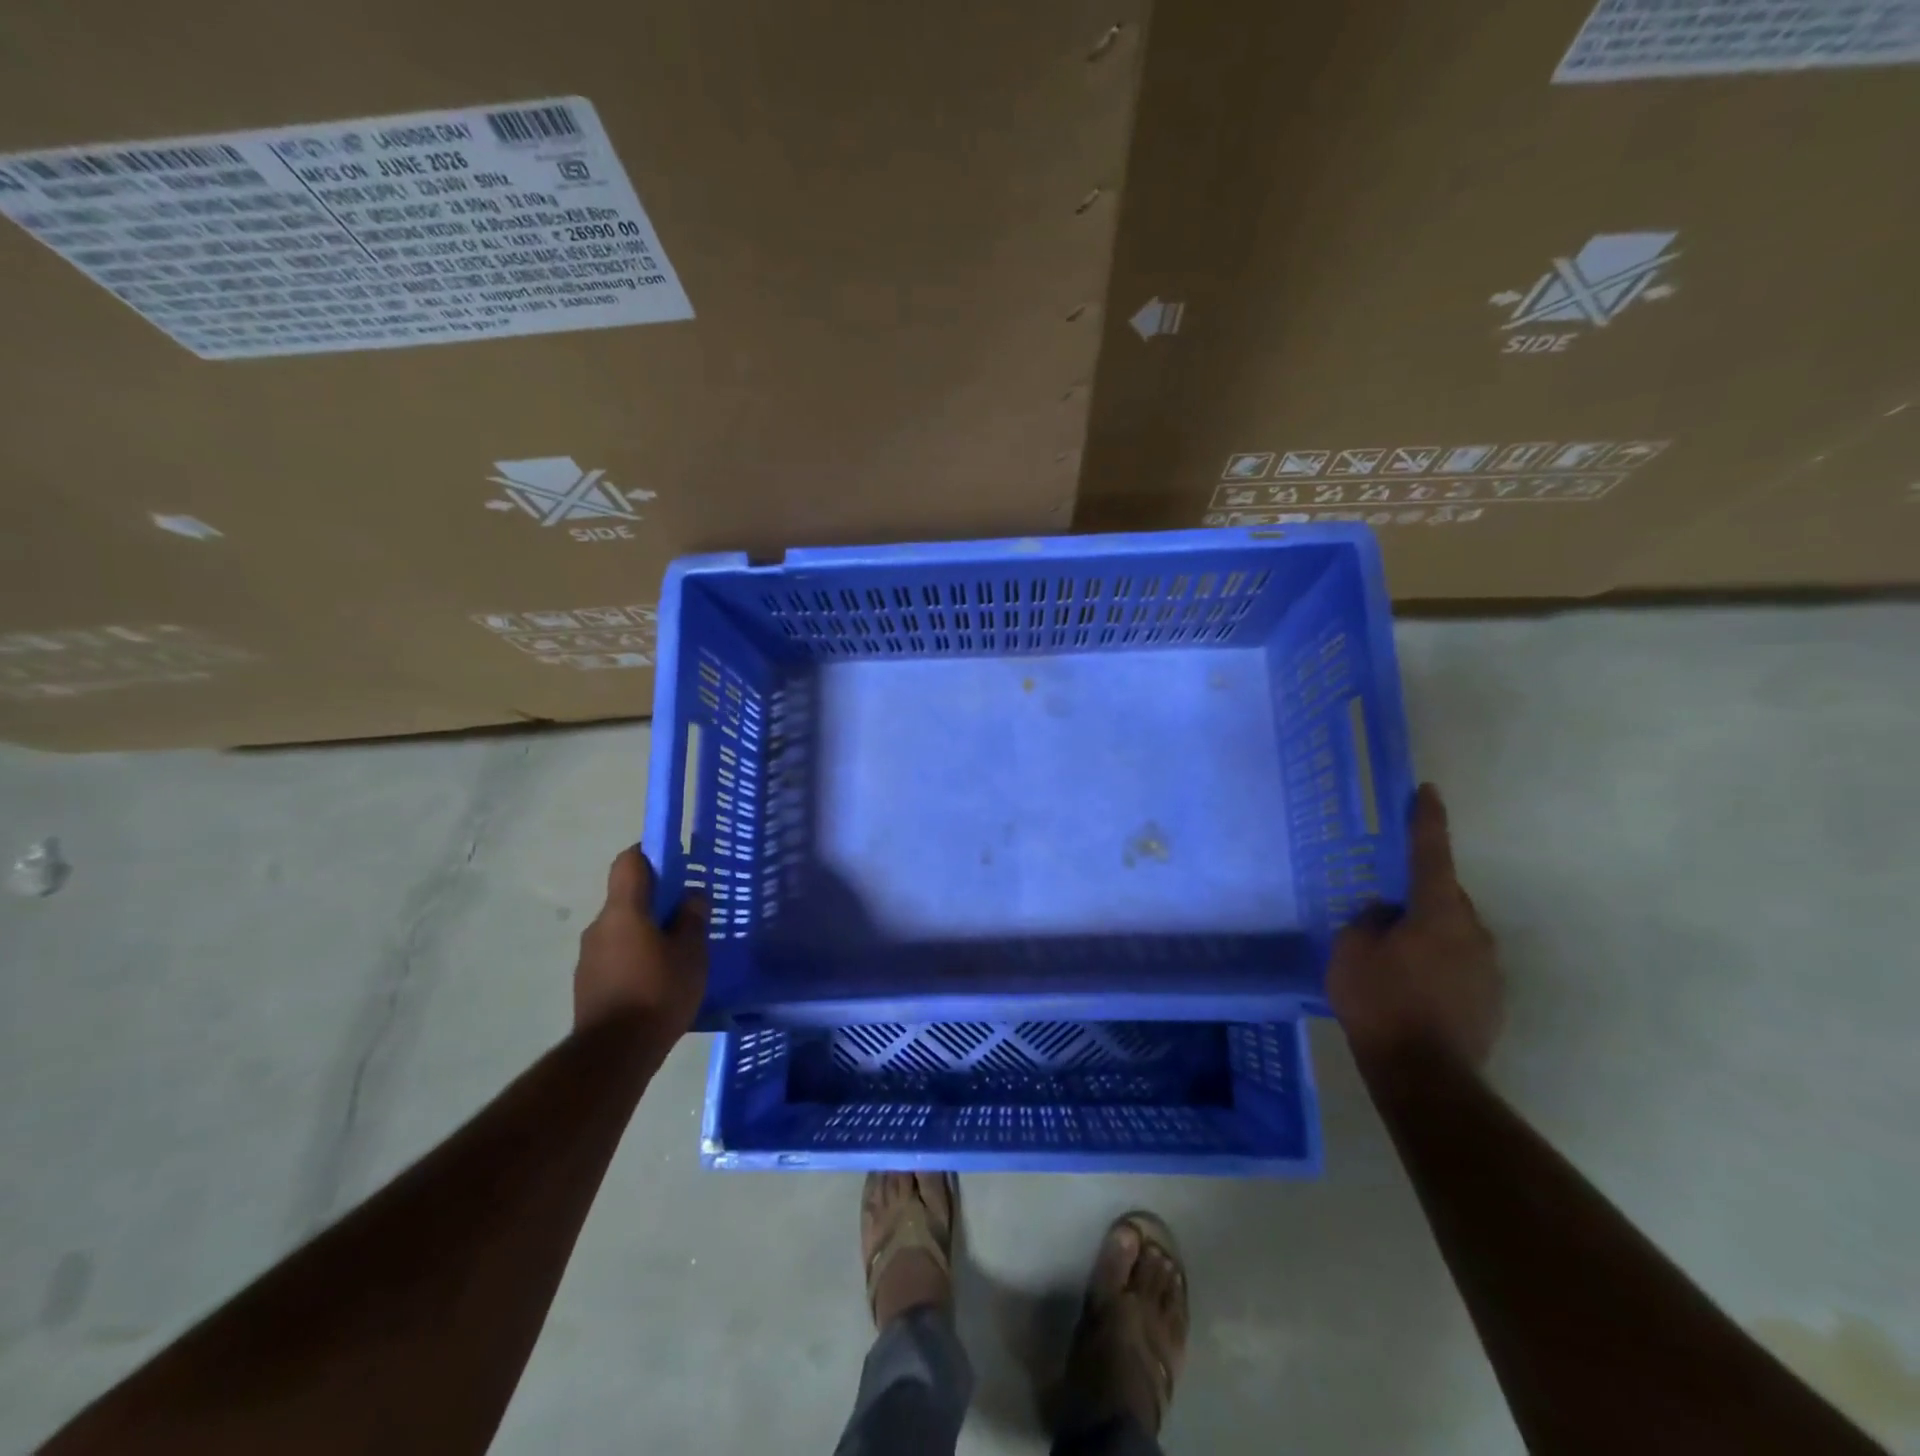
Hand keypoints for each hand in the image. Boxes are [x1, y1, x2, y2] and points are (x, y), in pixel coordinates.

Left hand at [573, 848, 708, 1036]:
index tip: (675, 861)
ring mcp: (588, 957)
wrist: (613, 1054)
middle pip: (626, 898)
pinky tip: (657, 981)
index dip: (650, 854)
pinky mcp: (587, 984)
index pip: (629, 862)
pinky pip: (615, 956)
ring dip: (645, 933)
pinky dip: (635, 958)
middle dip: (655, 901)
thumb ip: (692, 919)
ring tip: (675, 954)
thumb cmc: (657, 992)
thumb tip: (691, 895)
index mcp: (623, 910)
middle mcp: (599, 926)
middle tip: (687, 915)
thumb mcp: (691, 953)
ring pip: (621, 930)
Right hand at [1328, 783, 1502, 1067]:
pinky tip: (1412, 989)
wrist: (1426, 1074)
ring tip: (1393, 961)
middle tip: (1384, 913)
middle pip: (1444, 897)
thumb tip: (1385, 913)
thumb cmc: (1380, 1001)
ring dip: (1426, 935)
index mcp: (1437, 912)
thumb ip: (1367, 921)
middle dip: (1417, 897)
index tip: (1427, 791)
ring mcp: (1488, 968)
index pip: (1430, 854)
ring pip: (1452, 933)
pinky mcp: (1491, 999)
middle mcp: (1472, 931)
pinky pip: (1459, 964)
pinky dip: (1436, 965)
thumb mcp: (1351, 952)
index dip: (1426, 821)